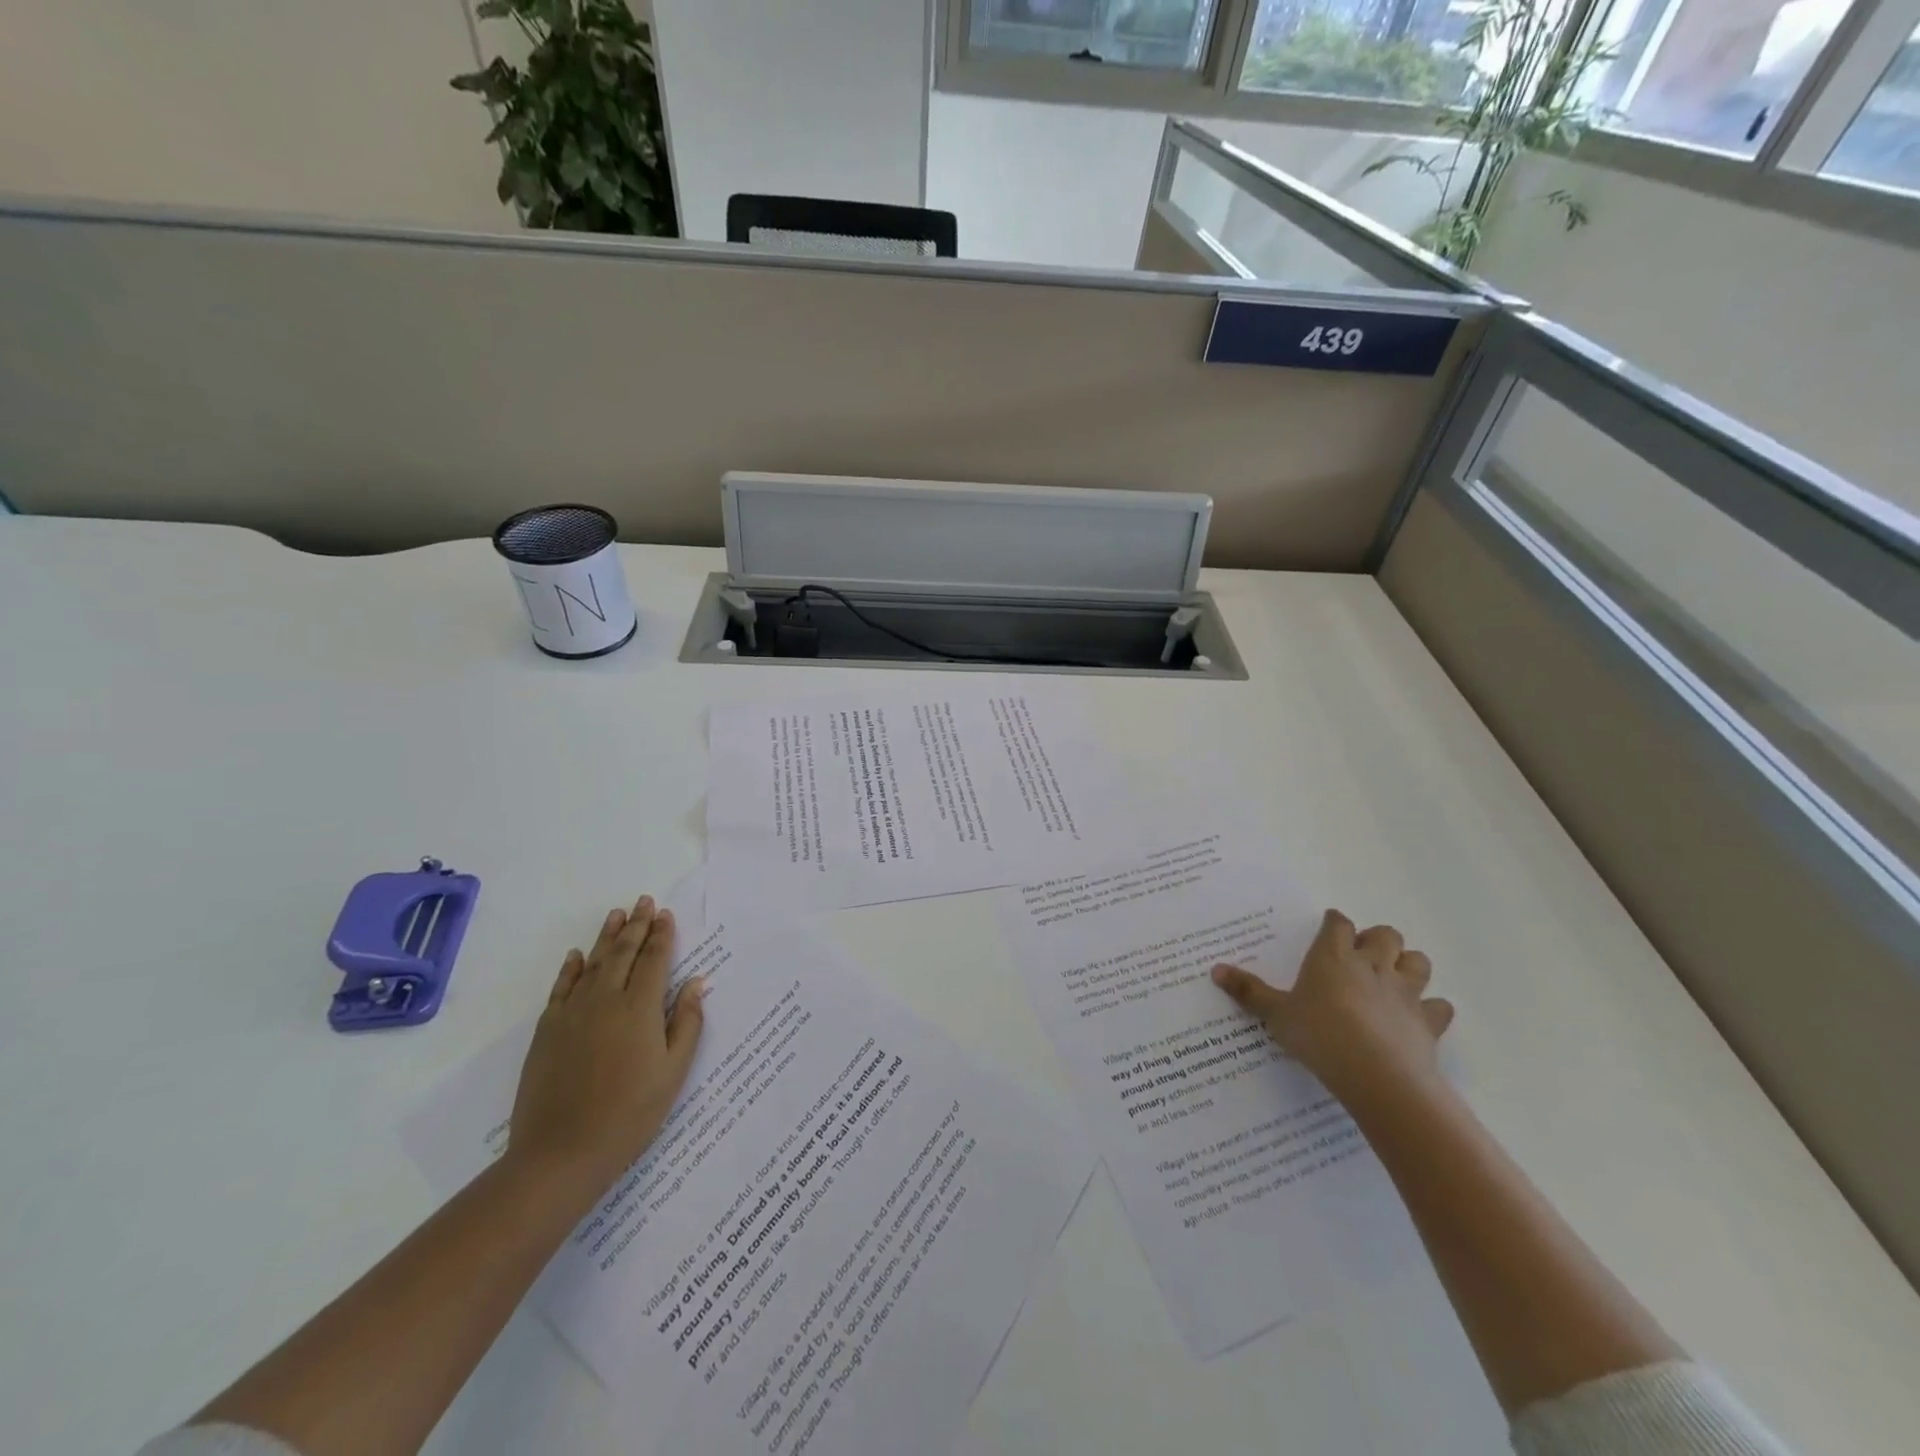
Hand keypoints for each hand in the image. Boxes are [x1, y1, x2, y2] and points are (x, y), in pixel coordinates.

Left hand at [507, 895, 706, 1202]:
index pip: (654, 960)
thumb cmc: (630, 1113)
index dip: (662, 935)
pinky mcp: (548, 1031)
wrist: (561, 1153)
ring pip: (592, 963)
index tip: (666, 914)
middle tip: (644, 901)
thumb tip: (696, 983)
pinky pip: (561, 988)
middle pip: (623, 953)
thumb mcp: (673, 1071)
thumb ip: (686, 1023)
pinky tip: (576, 956)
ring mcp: (572, 1013)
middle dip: (637, 925)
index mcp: (640, 1007)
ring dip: (606, 937)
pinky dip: (570, 968)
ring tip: (617, 914)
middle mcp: (606, 999)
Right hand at [1211, 909, 1452, 1110]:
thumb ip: (1249, 991)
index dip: (1334, 922)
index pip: (1338, 923)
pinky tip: (1417, 1017)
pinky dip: (1431, 1008)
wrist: (1377, 1076)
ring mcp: (1405, 992)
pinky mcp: (1428, 1022)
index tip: (1329, 926)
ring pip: (1418, 962)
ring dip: (1408, 965)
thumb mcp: (1275, 1014)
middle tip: (1360, 954)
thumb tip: (1215, 969)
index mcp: (1333, 956)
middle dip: (1376, 939)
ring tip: (1392, 978)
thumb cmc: (1319, 1035)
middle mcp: (1372, 965)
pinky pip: (1439, 1006)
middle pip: (1385, 934)